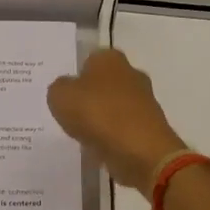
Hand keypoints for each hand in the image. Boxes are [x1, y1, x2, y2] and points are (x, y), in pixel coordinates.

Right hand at [47, 49, 186, 195]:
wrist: (141, 151)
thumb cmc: (98, 114)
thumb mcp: (60, 96)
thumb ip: (58, 88)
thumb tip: (67, 90)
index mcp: (110, 58)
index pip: (89, 60)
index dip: (75, 76)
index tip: (64, 95)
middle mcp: (131, 73)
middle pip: (103, 83)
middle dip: (89, 97)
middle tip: (70, 115)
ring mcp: (144, 101)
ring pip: (114, 106)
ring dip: (101, 119)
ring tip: (82, 135)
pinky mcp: (150, 127)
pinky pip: (123, 128)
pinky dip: (112, 137)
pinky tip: (99, 149)